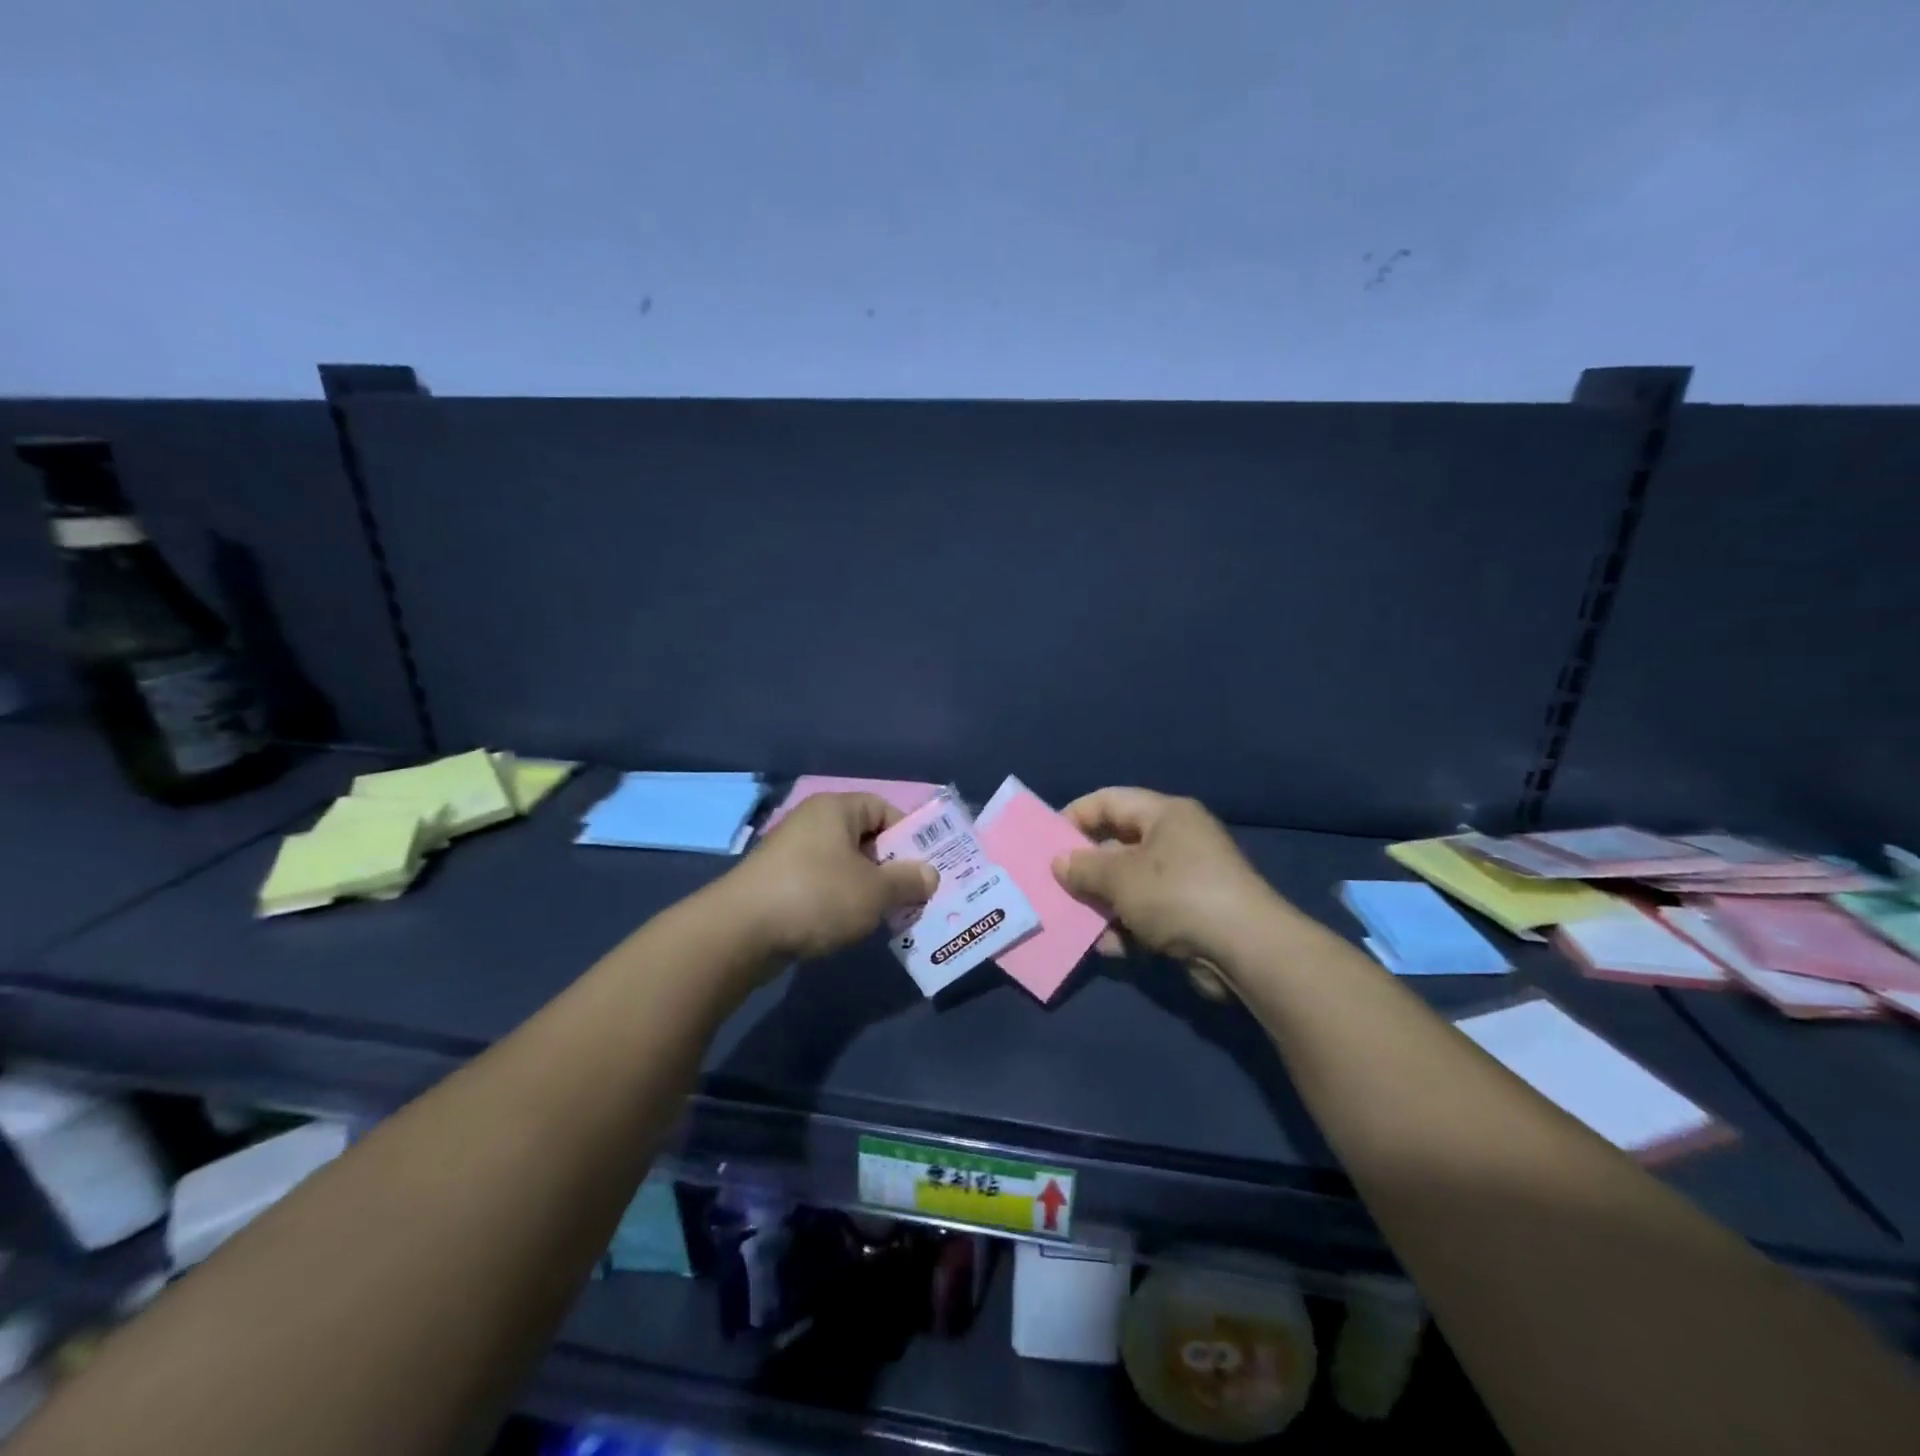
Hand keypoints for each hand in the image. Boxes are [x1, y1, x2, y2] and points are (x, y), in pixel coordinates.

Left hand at [722, 793, 937, 961]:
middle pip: (865, 838)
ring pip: (844, 865)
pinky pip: (822, 885)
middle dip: (892, 867)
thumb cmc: (816, 896)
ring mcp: (791, 854)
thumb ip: (908, 881)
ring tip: (889, 916)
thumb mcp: (874, 891)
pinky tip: (852, 926)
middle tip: (915, 896)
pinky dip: (841, 902)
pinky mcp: (778, 884)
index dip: (909, 835)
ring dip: (868, 889)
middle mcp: (812, 823)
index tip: (926, 867)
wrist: (739, 933)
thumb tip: (930, 875)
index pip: (883, 809)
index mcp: (835, 809)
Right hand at [1051, 788, 1280, 996]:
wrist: (1245, 950)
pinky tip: (1106, 947)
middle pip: (1116, 845)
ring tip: (1071, 921)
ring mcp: (1185, 880)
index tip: (1045, 842)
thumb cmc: (1177, 895)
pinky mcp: (1190, 916)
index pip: (1109, 801)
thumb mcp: (1120, 876)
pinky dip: (1124, 928)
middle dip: (1084, 868)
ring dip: (1100, 904)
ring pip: (1128, 885)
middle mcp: (1176, 841)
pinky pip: (1145, 914)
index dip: (1074, 816)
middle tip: (1052, 886)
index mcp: (1164, 814)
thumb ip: (1084, 867)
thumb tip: (1059, 863)